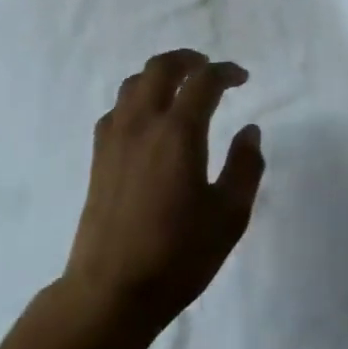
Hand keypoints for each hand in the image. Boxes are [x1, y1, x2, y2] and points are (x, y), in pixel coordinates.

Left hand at [62, 50, 263, 336]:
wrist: (111, 289)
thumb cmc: (178, 255)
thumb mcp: (229, 216)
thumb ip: (245, 167)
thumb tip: (250, 131)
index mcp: (178, 132)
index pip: (203, 82)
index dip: (225, 72)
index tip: (241, 77)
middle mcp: (142, 123)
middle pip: (160, 68)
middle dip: (187, 60)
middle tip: (208, 69)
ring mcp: (114, 136)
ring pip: (134, 83)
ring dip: (159, 74)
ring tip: (179, 88)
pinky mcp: (98, 155)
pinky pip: (117, 108)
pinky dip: (137, 98)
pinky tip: (148, 120)